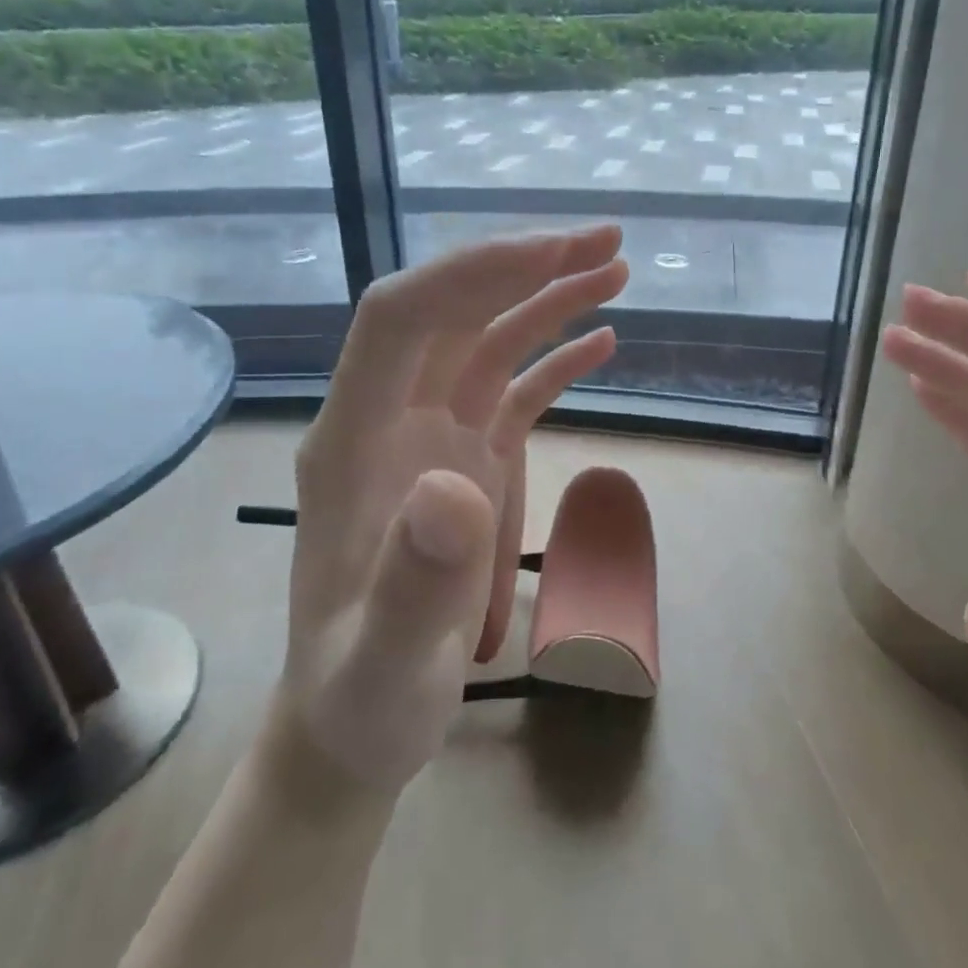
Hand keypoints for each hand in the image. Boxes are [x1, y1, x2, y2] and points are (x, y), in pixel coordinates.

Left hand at [275, 226, 627, 790]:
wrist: (358, 724)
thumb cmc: (363, 701)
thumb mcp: (386, 666)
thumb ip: (412, 583)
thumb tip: (453, 483)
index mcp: (353, 443)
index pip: (400, 318)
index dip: (472, 274)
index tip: (554, 253)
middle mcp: (387, 420)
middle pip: (452, 312)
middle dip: (525, 268)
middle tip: (608, 243)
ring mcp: (428, 437)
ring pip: (487, 340)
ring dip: (547, 300)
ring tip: (615, 271)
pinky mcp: (464, 460)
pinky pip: (510, 389)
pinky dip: (554, 357)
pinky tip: (602, 341)